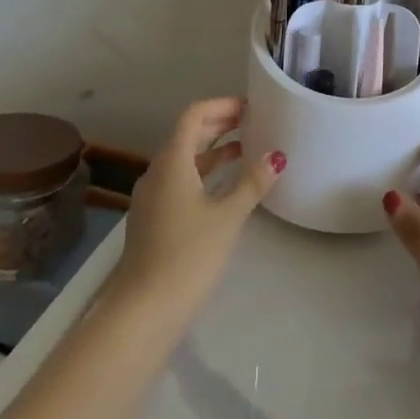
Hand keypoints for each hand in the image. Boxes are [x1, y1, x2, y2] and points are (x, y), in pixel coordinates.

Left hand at [109, 98, 284, 326]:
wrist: (142, 312)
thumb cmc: (187, 255)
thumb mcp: (227, 217)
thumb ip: (252, 183)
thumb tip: (276, 157)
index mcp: (172, 161)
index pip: (194, 115)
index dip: (221, 106)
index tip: (249, 107)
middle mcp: (157, 172)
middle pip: (187, 134)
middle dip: (219, 124)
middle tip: (252, 122)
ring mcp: (152, 197)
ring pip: (184, 159)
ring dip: (212, 150)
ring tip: (245, 149)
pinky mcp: (153, 220)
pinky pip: (180, 180)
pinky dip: (203, 173)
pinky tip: (224, 187)